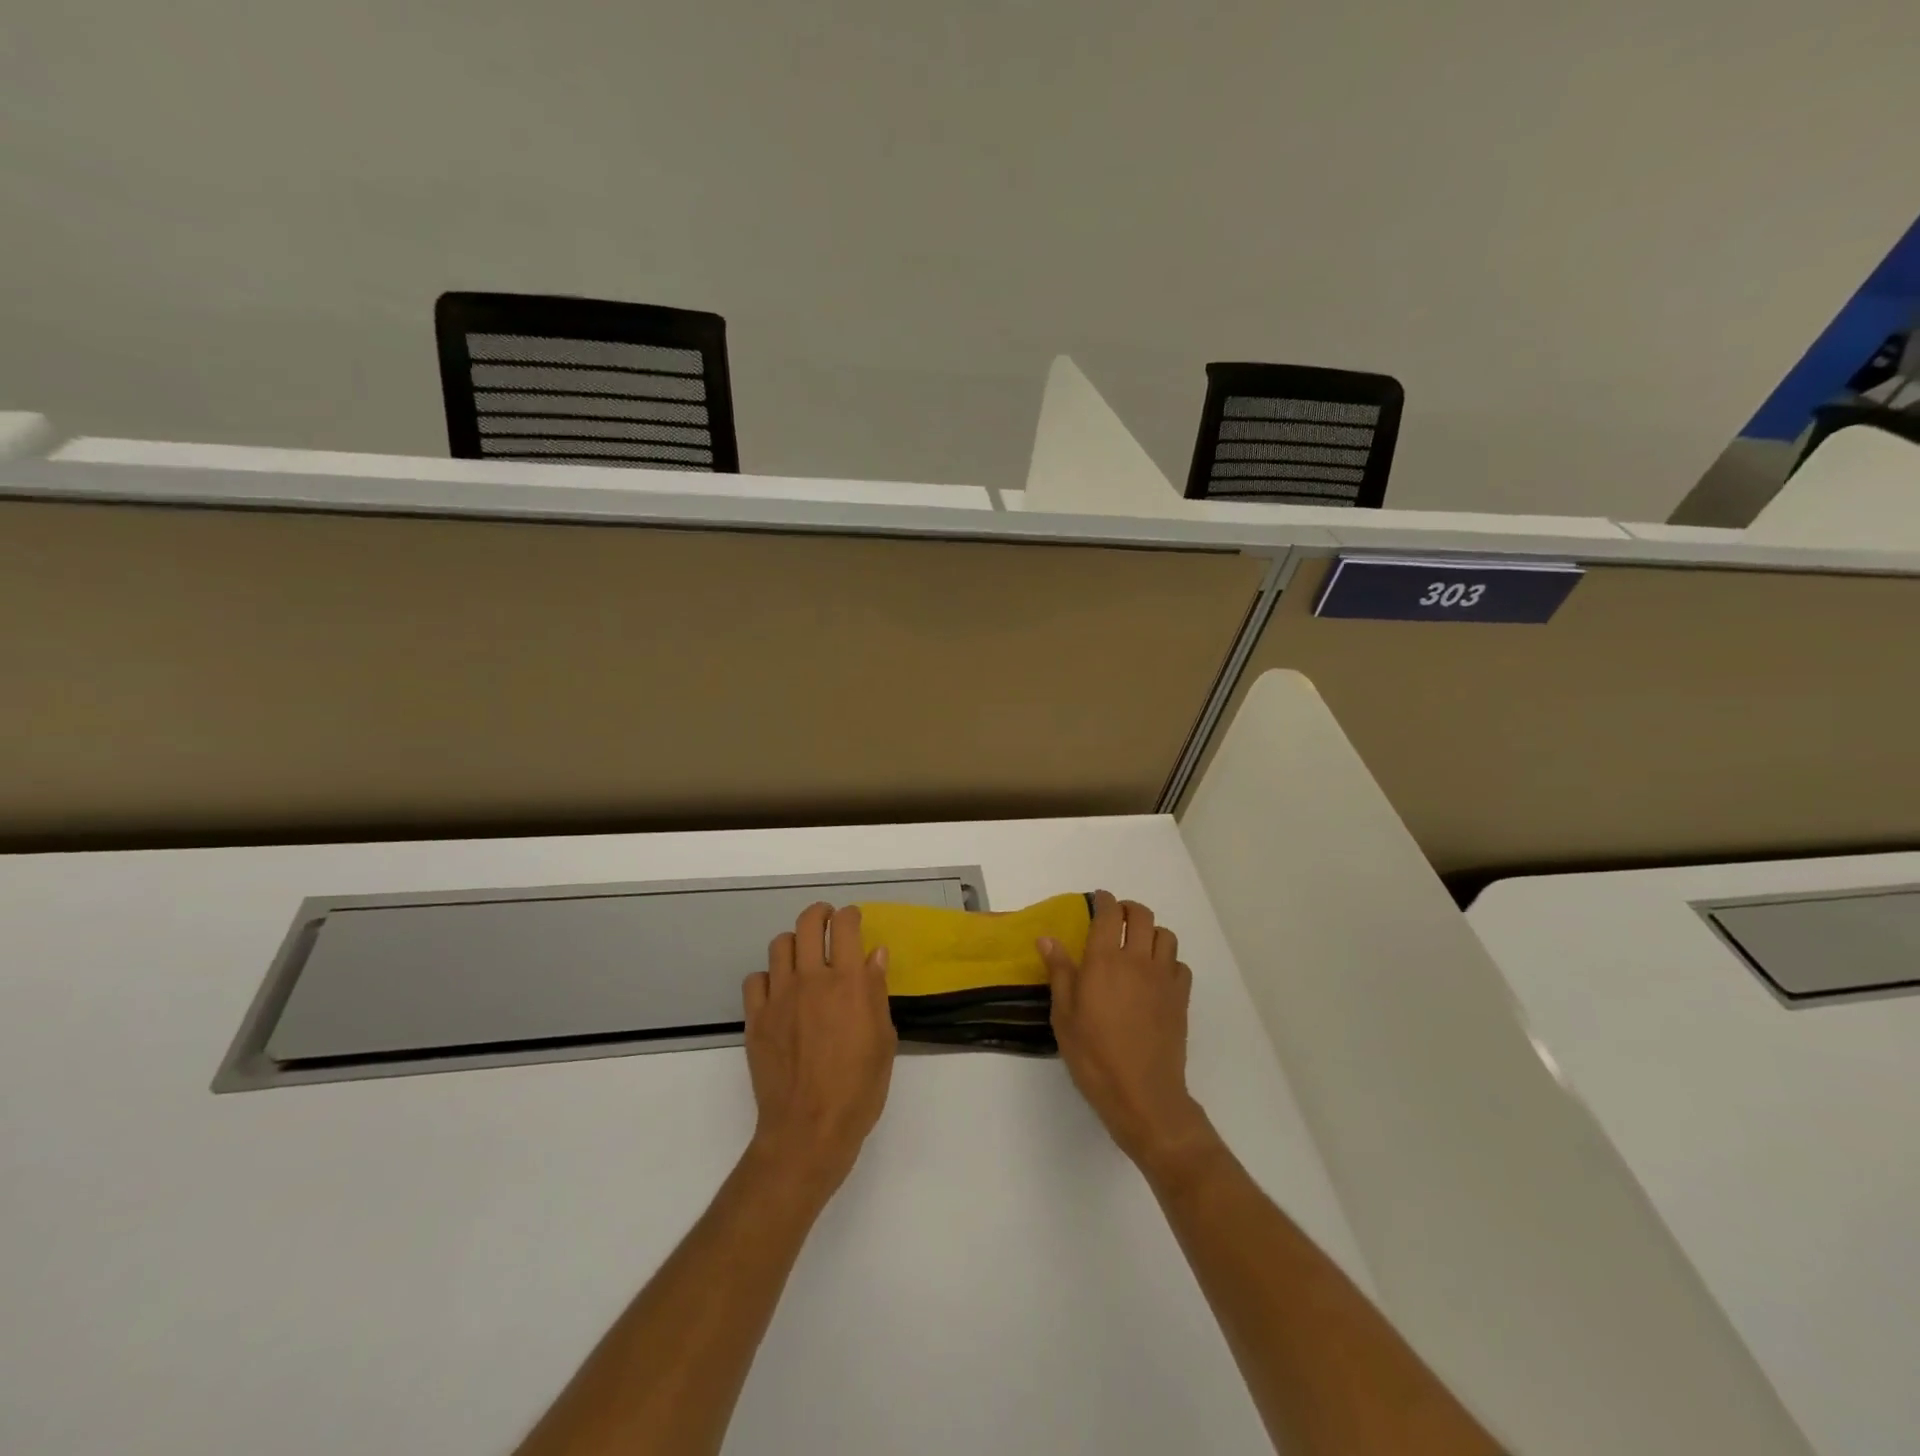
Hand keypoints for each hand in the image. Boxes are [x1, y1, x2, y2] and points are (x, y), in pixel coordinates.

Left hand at [742, 903, 896, 1199]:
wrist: (809, 1129)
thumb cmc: (858, 1089)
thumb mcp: (883, 1039)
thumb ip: (876, 991)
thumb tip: (874, 954)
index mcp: (848, 982)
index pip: (845, 926)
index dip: (850, 915)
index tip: (853, 920)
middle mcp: (811, 979)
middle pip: (808, 923)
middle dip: (819, 914)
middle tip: (827, 921)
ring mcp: (779, 997)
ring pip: (779, 945)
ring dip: (794, 943)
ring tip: (803, 956)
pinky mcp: (756, 1018)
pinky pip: (755, 979)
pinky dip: (768, 977)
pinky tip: (778, 991)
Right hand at [1041, 890, 1217, 1171]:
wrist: (1142, 1094)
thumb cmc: (1094, 1056)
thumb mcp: (1064, 1016)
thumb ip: (1059, 972)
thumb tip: (1047, 937)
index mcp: (1104, 960)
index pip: (1110, 914)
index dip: (1105, 900)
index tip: (1099, 899)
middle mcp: (1137, 960)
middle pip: (1142, 916)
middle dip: (1129, 909)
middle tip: (1117, 918)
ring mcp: (1164, 978)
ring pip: (1166, 936)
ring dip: (1151, 933)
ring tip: (1138, 945)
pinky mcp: (1181, 998)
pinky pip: (1180, 965)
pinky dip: (1169, 961)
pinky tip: (1157, 976)